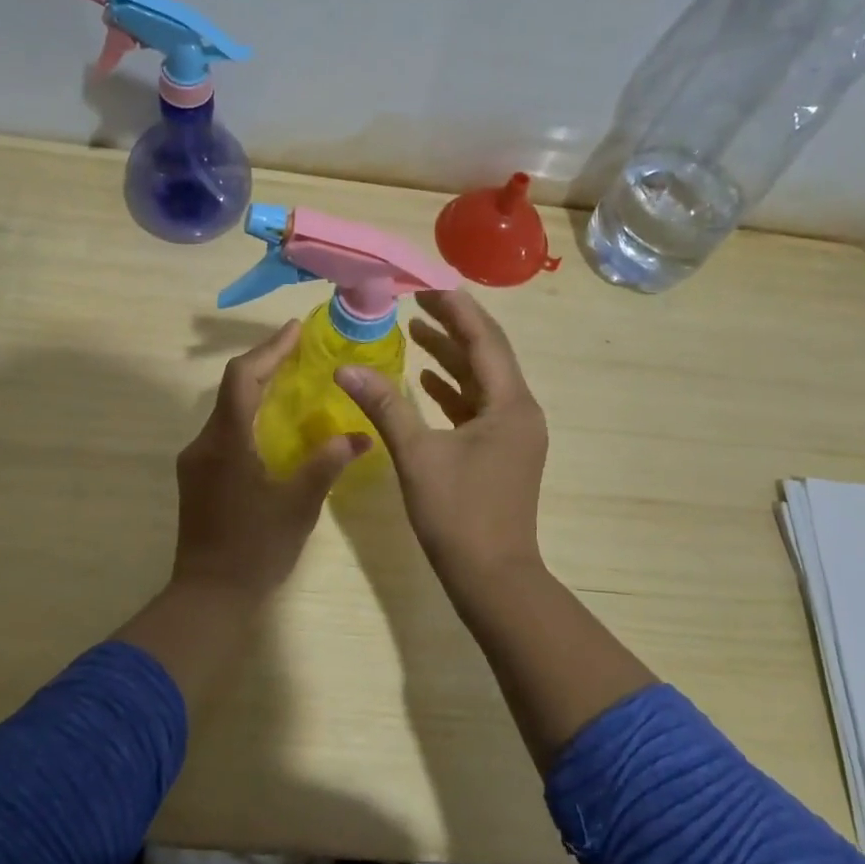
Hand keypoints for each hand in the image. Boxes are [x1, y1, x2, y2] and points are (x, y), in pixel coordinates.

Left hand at [170, 319, 370, 597]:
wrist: (208, 596)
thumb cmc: (255, 549)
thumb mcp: (298, 506)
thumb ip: (327, 464)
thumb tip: (360, 435)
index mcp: (226, 441)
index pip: (243, 377)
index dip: (269, 349)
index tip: (296, 330)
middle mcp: (203, 443)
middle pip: (233, 388)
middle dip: (266, 365)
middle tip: (302, 352)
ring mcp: (195, 461)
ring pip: (227, 411)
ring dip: (257, 392)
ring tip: (294, 383)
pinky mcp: (197, 478)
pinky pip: (224, 432)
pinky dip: (249, 418)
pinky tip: (275, 428)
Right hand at [334, 291, 547, 589]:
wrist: (493, 579)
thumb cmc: (458, 515)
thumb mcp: (417, 456)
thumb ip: (384, 406)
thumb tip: (345, 369)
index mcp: (509, 405)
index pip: (484, 339)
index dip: (455, 309)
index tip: (425, 284)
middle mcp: (519, 411)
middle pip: (487, 355)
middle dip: (453, 326)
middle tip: (416, 301)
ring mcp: (513, 434)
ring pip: (481, 382)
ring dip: (450, 358)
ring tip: (415, 332)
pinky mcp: (501, 452)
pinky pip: (477, 408)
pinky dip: (453, 391)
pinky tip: (425, 382)